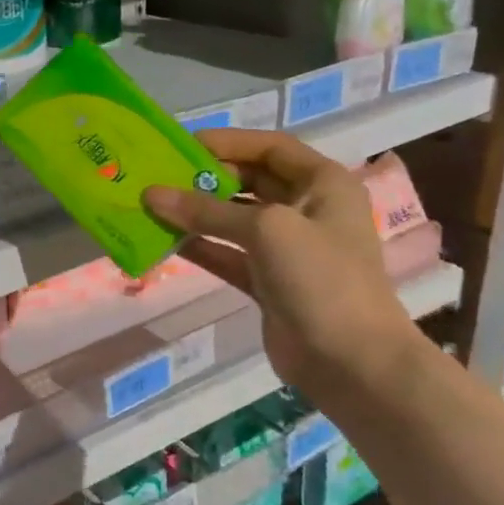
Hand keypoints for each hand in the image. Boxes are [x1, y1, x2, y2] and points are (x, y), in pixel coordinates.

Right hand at [141, 129, 423, 401]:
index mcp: (323, 185)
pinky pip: (226, 253)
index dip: (228, 142)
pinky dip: (199, 245)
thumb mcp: (265, 230)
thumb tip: (150, 195)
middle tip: (160, 175)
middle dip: (206, 177)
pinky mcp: (267, 280)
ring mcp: (287, 248)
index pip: (271, 148)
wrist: (353, 362)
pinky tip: (163, 239)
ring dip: (196, 212)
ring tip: (152, 205)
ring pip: (233, 219)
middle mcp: (307, 210)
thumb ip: (206, 210)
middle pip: (249, 181)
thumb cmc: (321, 278)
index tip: (181, 144)